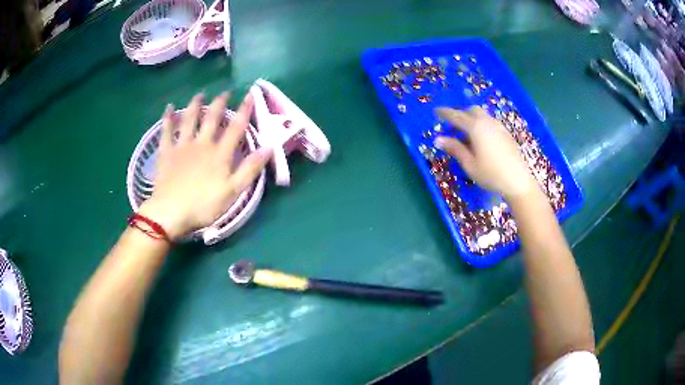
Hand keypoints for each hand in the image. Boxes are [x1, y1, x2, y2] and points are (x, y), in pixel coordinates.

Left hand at [139, 93, 271, 239]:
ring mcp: (182, 146)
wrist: (170, 212)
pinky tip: (168, 108)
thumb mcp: (233, 191)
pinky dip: (168, 118)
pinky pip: (166, 131)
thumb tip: (269, 147)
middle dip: (220, 103)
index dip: (244, 110)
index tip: (250, 95)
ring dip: (195, 105)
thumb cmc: (204, 205)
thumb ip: (250, 168)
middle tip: (225, 92)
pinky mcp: (166, 152)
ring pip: (189, 119)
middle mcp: (202, 143)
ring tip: (200, 94)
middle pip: (212, 118)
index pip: (235, 127)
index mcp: (220, 154)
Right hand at [433, 106, 535, 198]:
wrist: (518, 181)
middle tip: (452, 125)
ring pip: (482, 115)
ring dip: (472, 119)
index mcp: (476, 128)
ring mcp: (498, 127)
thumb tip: (438, 139)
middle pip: (471, 110)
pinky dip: (481, 125)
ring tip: (466, 133)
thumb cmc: (491, 174)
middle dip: (461, 114)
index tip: (436, 111)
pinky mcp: (506, 134)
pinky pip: (490, 122)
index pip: (456, 116)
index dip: (445, 113)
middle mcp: (487, 122)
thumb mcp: (469, 164)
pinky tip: (480, 139)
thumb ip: (455, 149)